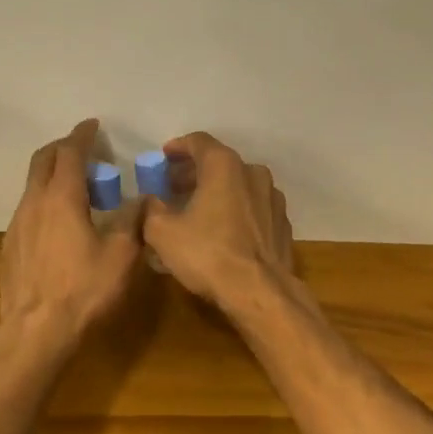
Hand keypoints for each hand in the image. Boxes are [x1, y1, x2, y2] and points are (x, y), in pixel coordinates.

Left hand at [0, 119, 145, 342]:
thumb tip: (140, 200)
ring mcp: (16, 226)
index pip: (69, 153)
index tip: (92, 125)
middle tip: (84, 150)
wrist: (35, 332)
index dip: (82, 136)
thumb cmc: (84, 290)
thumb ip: (132, 221)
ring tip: (76, 188)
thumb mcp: (122, 255)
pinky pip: (27, 210)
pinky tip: (59, 223)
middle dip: (62, 148)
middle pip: (42, 161)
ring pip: (32, 186)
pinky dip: (44, 201)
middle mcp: (33, 203)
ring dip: (53, 176)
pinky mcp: (9, 248)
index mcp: (61, 198)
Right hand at [143, 132, 293, 307]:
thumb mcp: (163, 232)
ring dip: (216, 192)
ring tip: (196, 210)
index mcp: (224, 166)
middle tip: (172, 187)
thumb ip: (152, 209)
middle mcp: (253, 173)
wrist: (260, 291)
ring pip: (239, 186)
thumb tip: (151, 202)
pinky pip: (253, 208)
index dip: (177, 148)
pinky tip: (222, 230)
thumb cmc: (208, 254)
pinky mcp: (282, 224)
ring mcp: (273, 198)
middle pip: (219, 164)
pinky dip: (235, 211)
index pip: (198, 142)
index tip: (163, 158)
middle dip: (194, 173)